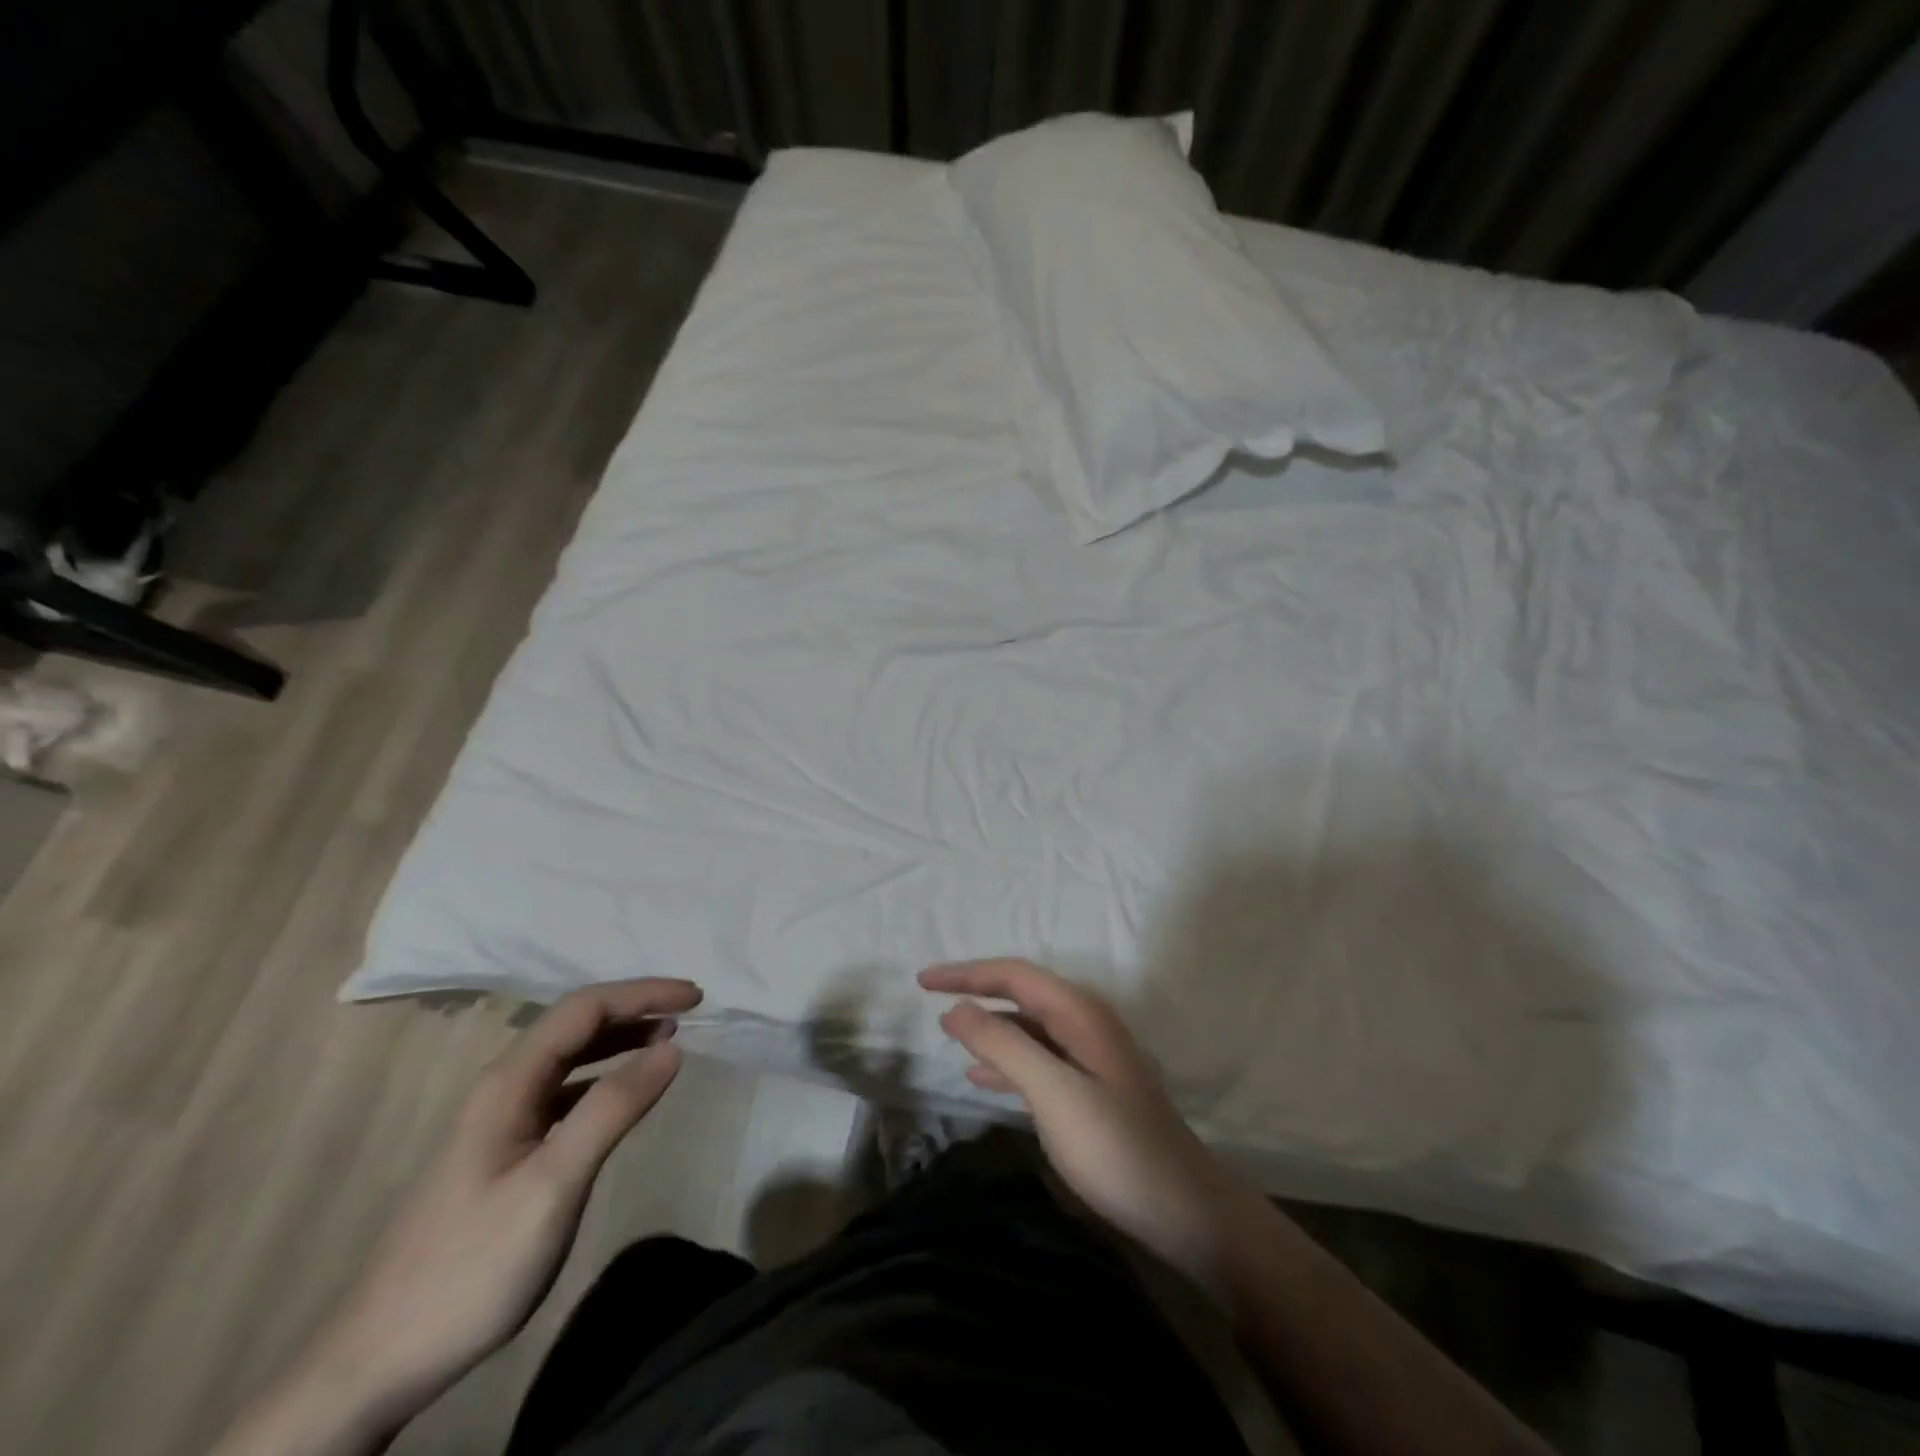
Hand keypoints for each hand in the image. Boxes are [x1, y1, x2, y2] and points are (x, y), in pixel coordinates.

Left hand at [219, 979, 701, 1455]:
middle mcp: (503, 1087)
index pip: (585, 1009)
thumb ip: (613, 1108)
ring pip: (569, 1057)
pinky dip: (604, 1078)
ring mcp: (500, 1120)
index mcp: (510, 1081)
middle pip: (575, 1025)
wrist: (377, 1360)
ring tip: (668, 1039)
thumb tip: (673, 1045)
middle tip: (690, 1011)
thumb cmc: (472, 1265)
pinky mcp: (504, 1152)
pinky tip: (623, 1094)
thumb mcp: (554, 1184)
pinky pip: (564, 1092)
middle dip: (635, 1008)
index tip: (697, 996)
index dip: (643, 993)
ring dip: (621, 1039)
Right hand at [920, 959, 1254, 1295]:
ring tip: (948, 1035)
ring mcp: (1090, 1056)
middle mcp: (1085, 1023)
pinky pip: (1038, 1059)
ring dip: (988, 1027)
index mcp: (1079, 1013)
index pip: (1014, 974)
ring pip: (1028, 1027)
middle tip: (929, 999)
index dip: (966, 973)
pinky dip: (1006, 1061)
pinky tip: (981, 1078)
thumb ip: (1004, 1044)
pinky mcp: (1090, 1088)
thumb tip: (957, 1007)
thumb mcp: (1053, 1092)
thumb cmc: (1116, 1147)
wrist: (1183, 1210)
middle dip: (975, 992)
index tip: (922, 981)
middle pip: (1021, 993)